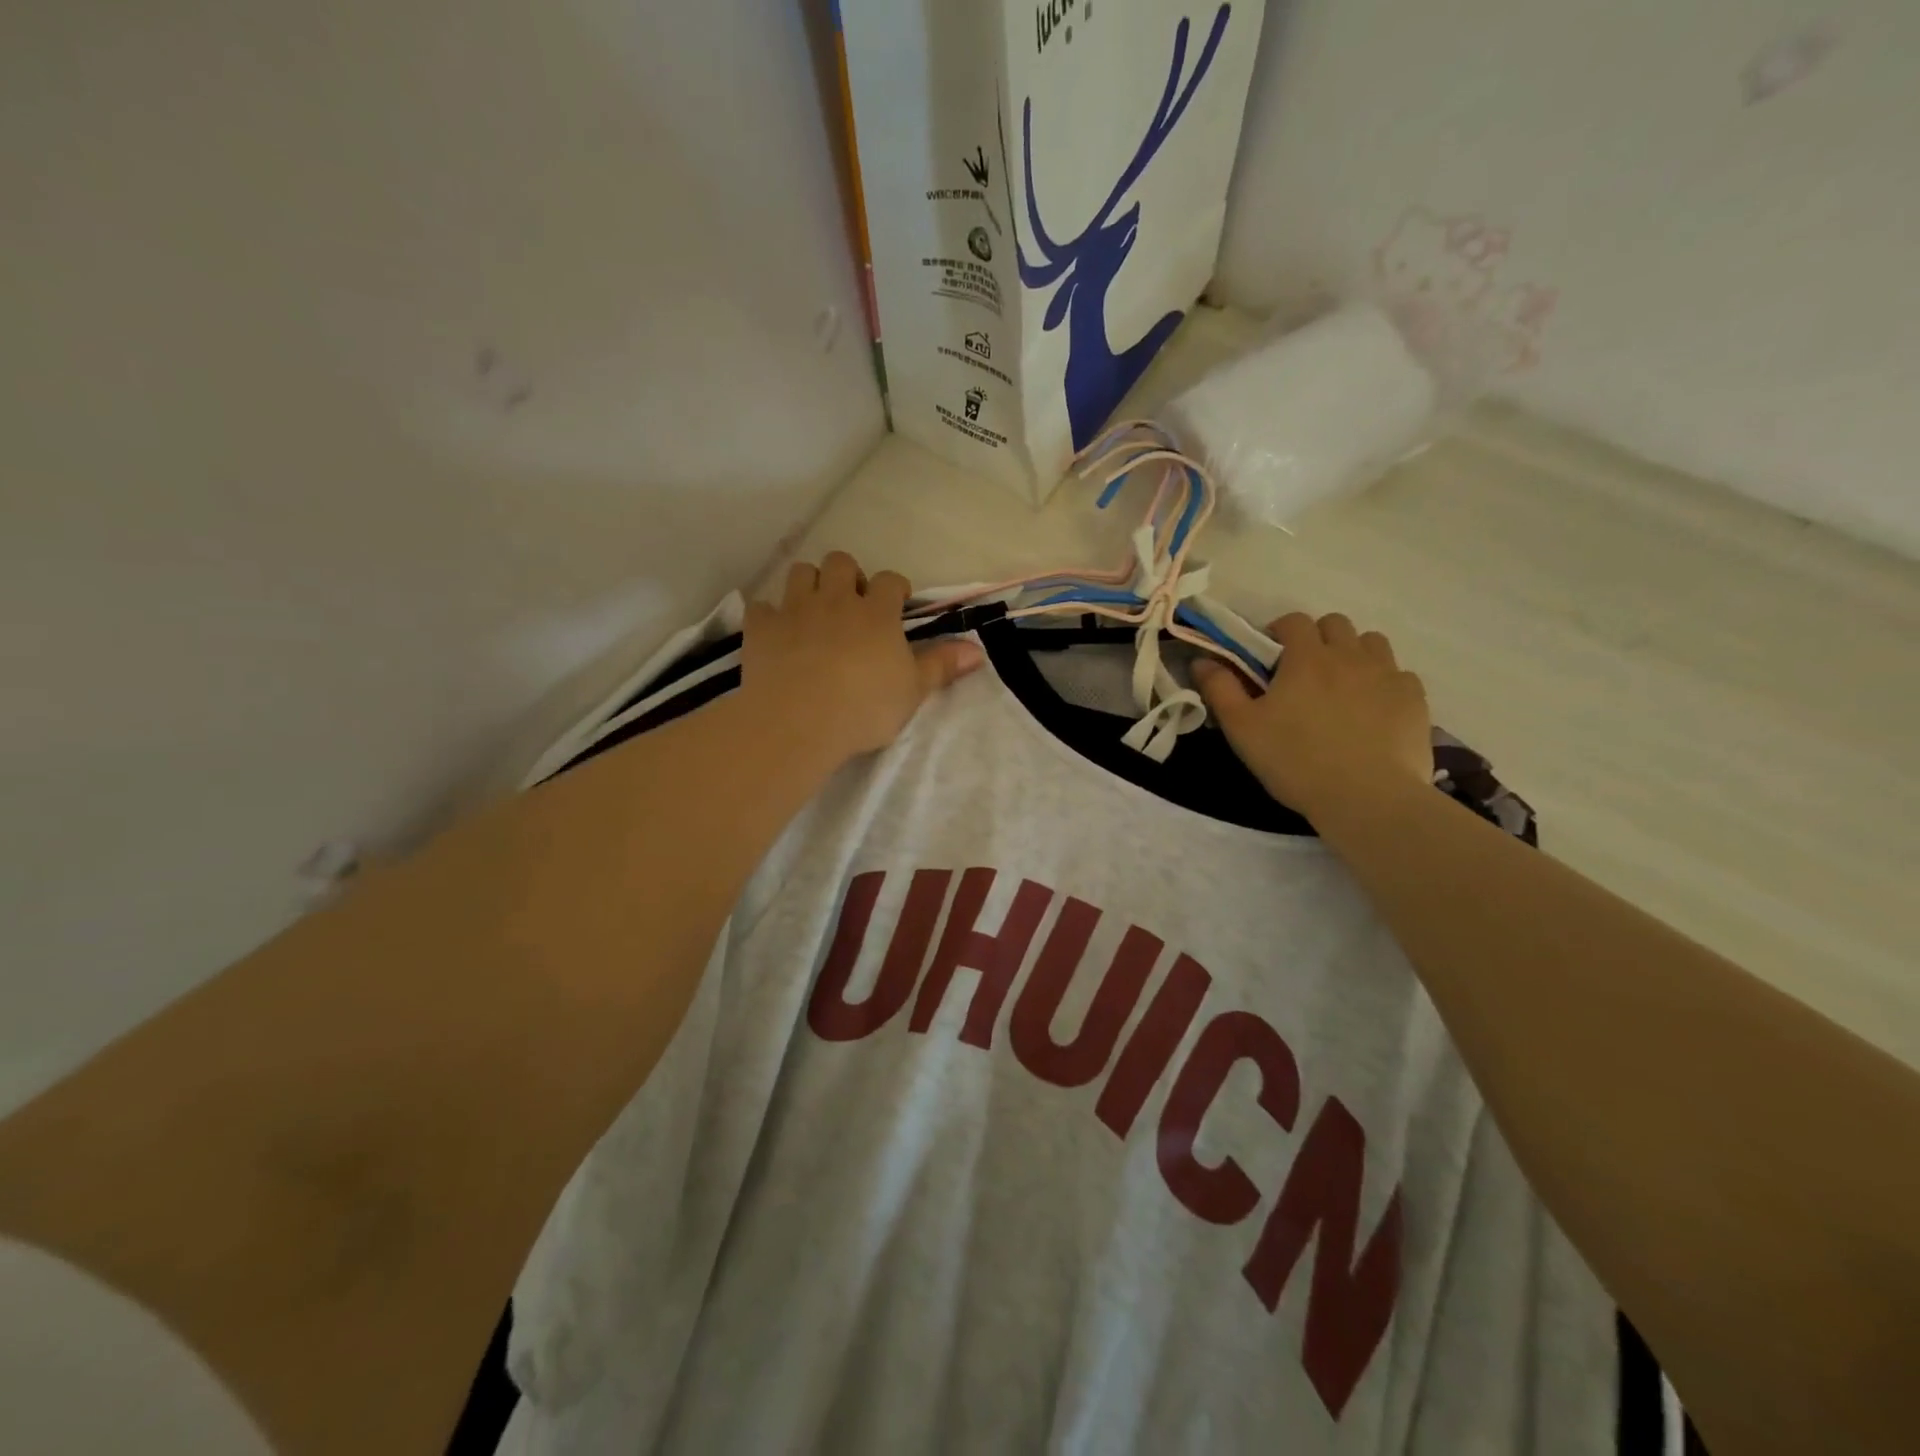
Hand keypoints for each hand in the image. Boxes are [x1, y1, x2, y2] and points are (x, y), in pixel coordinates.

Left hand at [742, 552, 983, 766]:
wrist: (799, 720)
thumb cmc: (865, 707)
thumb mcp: (913, 691)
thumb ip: (941, 666)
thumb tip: (977, 650)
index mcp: (876, 613)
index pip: (889, 581)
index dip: (894, 588)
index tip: (896, 604)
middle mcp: (835, 600)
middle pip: (841, 562)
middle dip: (848, 575)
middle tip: (851, 604)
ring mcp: (795, 610)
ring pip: (801, 573)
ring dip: (809, 585)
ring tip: (815, 610)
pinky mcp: (761, 628)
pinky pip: (762, 607)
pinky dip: (770, 615)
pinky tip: (776, 632)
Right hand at [1191, 613, 1432, 826]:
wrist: (1367, 798)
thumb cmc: (1295, 761)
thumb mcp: (1242, 729)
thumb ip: (1220, 689)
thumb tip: (1201, 661)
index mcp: (1306, 658)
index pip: (1294, 621)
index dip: (1279, 632)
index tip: (1269, 657)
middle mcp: (1350, 655)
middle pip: (1336, 624)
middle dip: (1317, 638)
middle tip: (1303, 672)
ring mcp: (1388, 675)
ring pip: (1372, 643)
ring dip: (1353, 654)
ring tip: (1341, 687)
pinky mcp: (1415, 699)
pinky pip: (1399, 675)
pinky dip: (1383, 683)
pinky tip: (1372, 711)